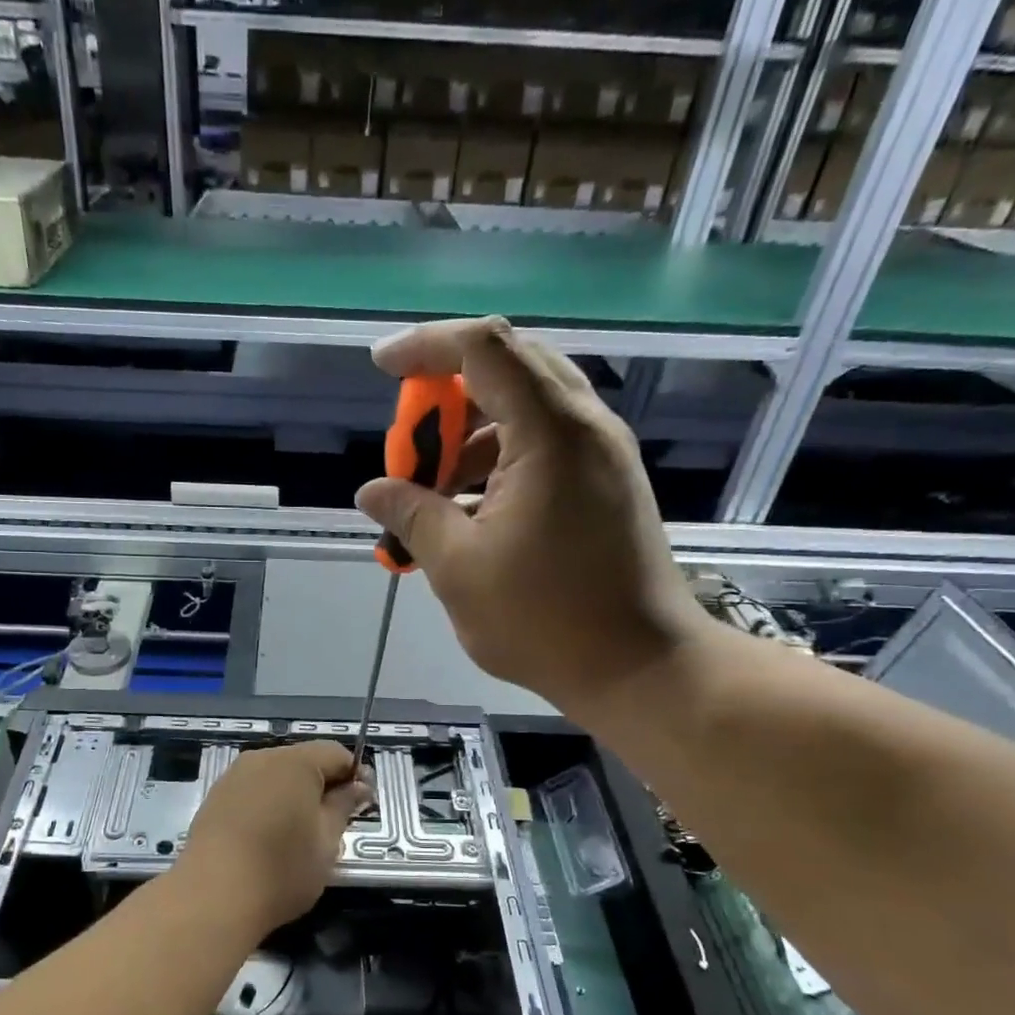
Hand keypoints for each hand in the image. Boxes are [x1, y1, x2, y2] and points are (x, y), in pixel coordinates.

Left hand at [179, 742, 373, 932]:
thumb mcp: (327, 841)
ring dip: (294, 795)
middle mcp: (263, 758)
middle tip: (334, 825)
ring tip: (299, 834)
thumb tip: (359, 786)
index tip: (361, 807)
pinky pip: (253, 790)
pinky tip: (268, 838)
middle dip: (323, 785)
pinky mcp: (215, 797)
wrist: (212, 897)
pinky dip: (268, 805)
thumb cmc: (281, 869)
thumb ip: (344, 806)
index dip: (355, 776)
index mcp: (296, 762)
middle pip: (305, 760)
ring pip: (277, 775)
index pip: (337, 753)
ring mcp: (234, 776)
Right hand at [357, 316, 711, 710]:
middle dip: (446, 396)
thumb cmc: (544, 620)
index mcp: (550, 432)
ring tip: (435, 492)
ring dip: (473, 433)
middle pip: (508, 367)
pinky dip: (503, 457)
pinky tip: (473, 509)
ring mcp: (604, 452)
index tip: (381, 368)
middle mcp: (586, 425)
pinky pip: (547, 441)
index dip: (425, 346)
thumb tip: (372, 491)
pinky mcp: (610, 481)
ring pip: (528, 406)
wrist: (641, 668)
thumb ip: (411, 515)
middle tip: (411, 446)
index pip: (482, 347)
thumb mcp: (457, 568)